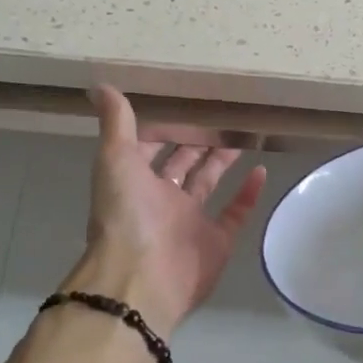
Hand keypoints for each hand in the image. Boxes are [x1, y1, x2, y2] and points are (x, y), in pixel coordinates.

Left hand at [66, 86, 267, 333]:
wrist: (141, 279)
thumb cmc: (126, 214)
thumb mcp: (115, 159)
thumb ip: (116, 123)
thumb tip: (100, 84)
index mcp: (136, 181)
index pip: (152, 147)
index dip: (166, 127)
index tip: (187, 102)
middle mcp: (162, 200)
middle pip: (183, 163)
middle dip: (199, 140)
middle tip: (223, 114)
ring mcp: (190, 222)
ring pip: (210, 183)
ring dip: (223, 160)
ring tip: (244, 134)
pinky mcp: (217, 241)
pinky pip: (236, 212)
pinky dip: (248, 193)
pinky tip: (261, 170)